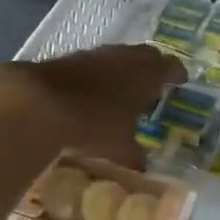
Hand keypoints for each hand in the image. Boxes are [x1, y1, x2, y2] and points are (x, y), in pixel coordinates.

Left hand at [0, 45, 183, 163]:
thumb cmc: (93, 125)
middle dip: (152, 66)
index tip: (180, 81)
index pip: (171, 66)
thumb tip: (143, 165)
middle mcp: (125, 57)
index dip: (177, 74)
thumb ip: (134, 154)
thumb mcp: (119, 148)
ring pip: (118, 55)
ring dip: (123, 68)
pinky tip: (91, 89)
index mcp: (146, 75)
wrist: (39, 104)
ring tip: (122, 87)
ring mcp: (96, 54)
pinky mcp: (70, 57)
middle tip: (154, 83)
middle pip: (146, 54)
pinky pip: (93, 62)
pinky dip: (98, 73)